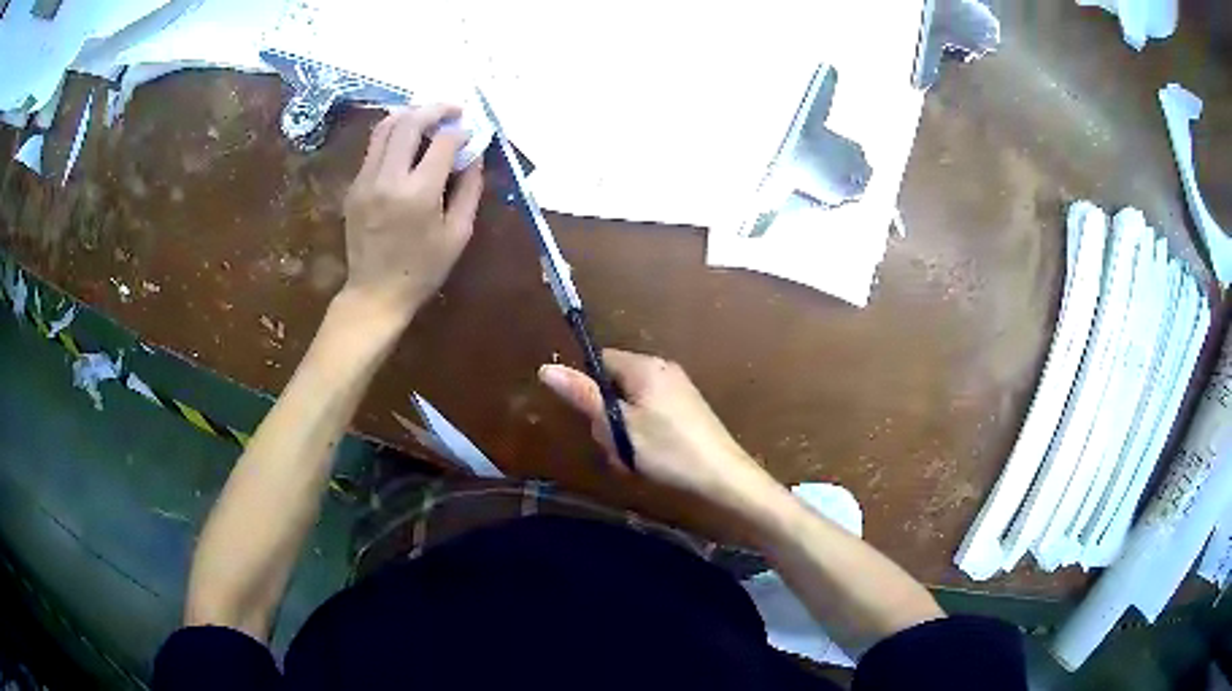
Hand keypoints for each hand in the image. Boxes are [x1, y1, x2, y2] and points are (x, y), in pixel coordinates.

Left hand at [339, 105, 483, 326]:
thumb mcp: (458, 234)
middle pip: (409, 122)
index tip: (471, 132)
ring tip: (429, 118)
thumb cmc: (423, 270)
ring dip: (410, 115)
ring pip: (385, 127)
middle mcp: (388, 179)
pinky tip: (408, 142)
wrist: (375, 294)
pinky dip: (393, 135)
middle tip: (453, 110)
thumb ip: (469, 189)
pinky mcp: (354, 186)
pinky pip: (374, 147)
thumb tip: (473, 154)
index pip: (443, 142)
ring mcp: (365, 180)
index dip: (461, 131)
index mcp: (418, 193)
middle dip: (435, 109)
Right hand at [539, 349, 781, 511]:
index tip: (589, 418)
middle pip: (616, 384)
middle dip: (607, 416)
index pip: (600, 360)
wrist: (724, 480)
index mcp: (646, 366)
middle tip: (614, 446)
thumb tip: (546, 367)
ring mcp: (679, 392)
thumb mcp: (619, 427)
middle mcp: (664, 370)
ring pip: (632, 406)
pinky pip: (651, 417)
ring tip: (632, 459)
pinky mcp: (688, 413)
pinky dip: (643, 437)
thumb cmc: (667, 451)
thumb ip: (584, 396)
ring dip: (624, 432)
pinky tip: (650, 461)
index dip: (587, 387)